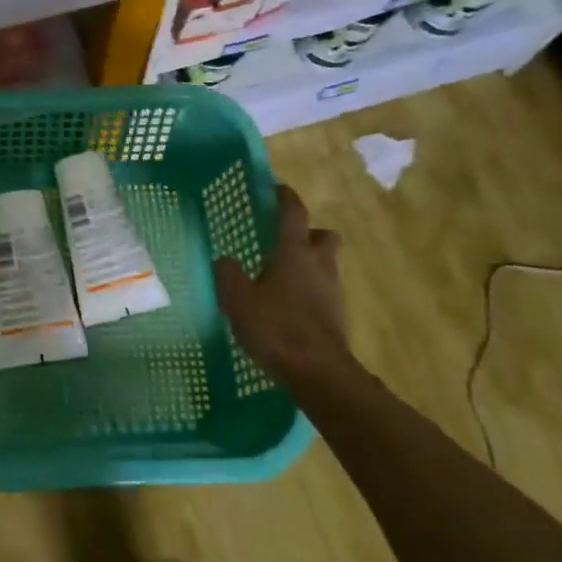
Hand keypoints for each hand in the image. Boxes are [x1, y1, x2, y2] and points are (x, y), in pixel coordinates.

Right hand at [212, 184, 357, 391]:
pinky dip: (310, 291)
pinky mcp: (337, 316)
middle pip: (323, 235)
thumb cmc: (276, 328)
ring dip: (309, 264)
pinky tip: (289, 307)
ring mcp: (333, 291)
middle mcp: (319, 265)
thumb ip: (228, 275)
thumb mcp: (238, 300)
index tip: (276, 188)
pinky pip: (324, 291)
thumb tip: (224, 260)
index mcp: (294, 252)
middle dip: (307, 233)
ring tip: (281, 277)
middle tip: (284, 241)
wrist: (318, 373)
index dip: (285, 197)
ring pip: (326, 264)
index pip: (293, 213)